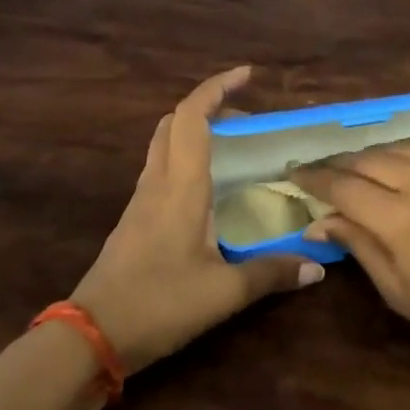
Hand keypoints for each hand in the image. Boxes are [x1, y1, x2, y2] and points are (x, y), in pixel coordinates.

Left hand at [70, 67, 324, 373]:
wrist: (90, 336)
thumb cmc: (159, 304)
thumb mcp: (223, 292)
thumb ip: (272, 274)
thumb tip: (318, 267)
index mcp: (181, 186)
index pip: (192, 117)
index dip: (217, 87)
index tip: (247, 73)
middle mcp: (158, 182)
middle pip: (174, 122)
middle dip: (209, 107)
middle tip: (247, 119)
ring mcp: (141, 200)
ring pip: (164, 144)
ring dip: (195, 131)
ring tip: (234, 147)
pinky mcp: (134, 219)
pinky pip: (161, 170)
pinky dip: (186, 158)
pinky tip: (209, 188)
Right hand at [290, 138, 409, 372]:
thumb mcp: (398, 291)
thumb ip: (359, 247)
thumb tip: (318, 222)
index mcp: (399, 219)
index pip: (342, 185)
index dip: (313, 177)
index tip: (292, 174)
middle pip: (365, 159)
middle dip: (335, 163)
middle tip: (317, 171)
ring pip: (395, 146)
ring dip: (367, 153)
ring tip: (352, 166)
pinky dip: (403, 147)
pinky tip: (396, 157)